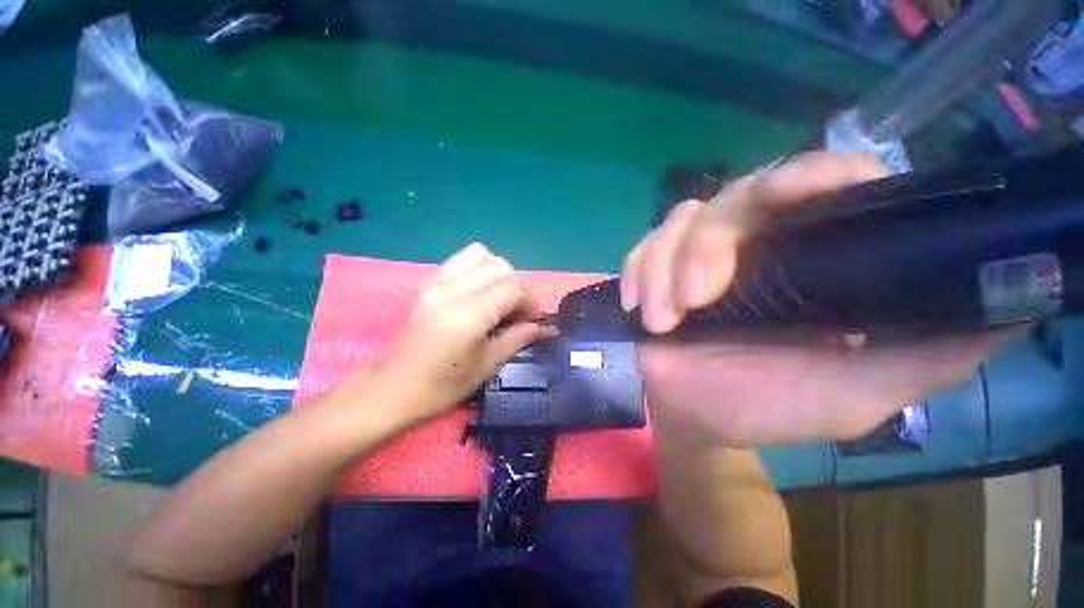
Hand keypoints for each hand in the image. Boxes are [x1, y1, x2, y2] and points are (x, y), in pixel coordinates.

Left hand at [373, 243, 555, 423]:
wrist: (391, 388)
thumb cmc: (441, 386)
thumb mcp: (487, 365)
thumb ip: (519, 338)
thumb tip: (548, 329)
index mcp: (467, 315)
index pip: (512, 287)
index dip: (530, 302)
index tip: (533, 321)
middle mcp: (451, 290)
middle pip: (501, 266)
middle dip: (518, 287)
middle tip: (518, 313)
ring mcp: (436, 282)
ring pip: (481, 255)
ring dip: (500, 273)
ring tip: (500, 298)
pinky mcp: (428, 282)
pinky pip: (461, 260)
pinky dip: (480, 269)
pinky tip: (480, 292)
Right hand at [621, 152, 1009, 445]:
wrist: (697, 416)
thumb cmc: (771, 406)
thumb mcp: (859, 392)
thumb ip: (928, 354)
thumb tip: (1009, 306)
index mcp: (808, 259)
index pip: (820, 184)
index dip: (815, 175)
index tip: (800, 195)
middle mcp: (754, 243)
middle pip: (733, 198)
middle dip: (708, 244)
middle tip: (697, 299)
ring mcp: (695, 255)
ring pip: (678, 223)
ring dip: (663, 268)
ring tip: (662, 321)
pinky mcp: (655, 271)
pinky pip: (640, 251)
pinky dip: (637, 272)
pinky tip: (638, 306)